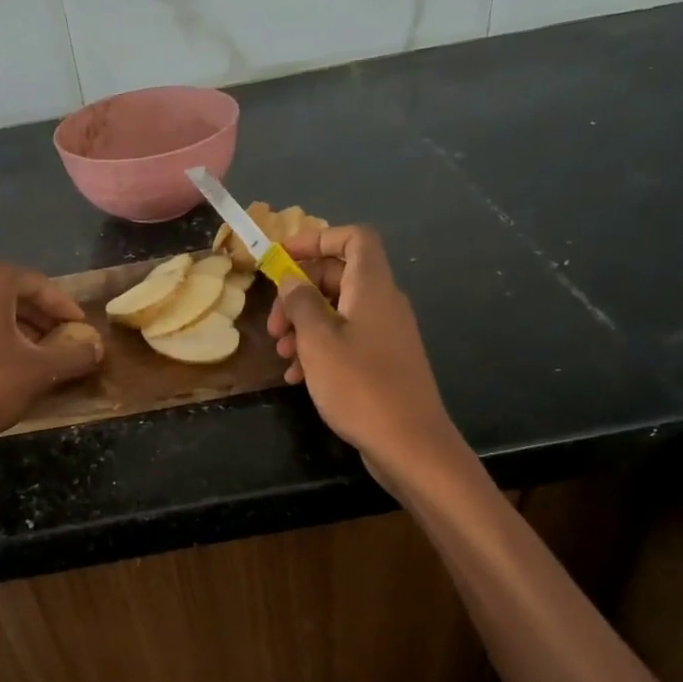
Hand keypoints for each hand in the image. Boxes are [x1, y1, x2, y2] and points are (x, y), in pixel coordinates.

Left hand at [0, 258, 103, 454]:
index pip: (38, 284)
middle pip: (5, 292)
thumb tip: (98, 348)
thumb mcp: (40, 372)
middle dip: (34, 316)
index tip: (80, 328)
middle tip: (56, 342)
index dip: (64, 308)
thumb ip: (74, 355)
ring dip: (4, 325)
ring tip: (23, 353)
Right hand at [268, 225, 461, 481]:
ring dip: (304, 327)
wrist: (409, 444)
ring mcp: (385, 334)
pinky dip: (320, 350)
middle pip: (338, 276)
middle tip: (273, 324)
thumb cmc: (360, 386)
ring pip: (338, 312)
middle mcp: (383, 303)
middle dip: (299, 294)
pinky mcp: (383, 362)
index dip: (317, 239)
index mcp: (372, 287)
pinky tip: (298, 377)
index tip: (282, 258)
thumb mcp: (318, 341)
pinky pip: (346, 341)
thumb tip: (291, 279)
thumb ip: (300, 303)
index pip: (353, 238)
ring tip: (282, 355)